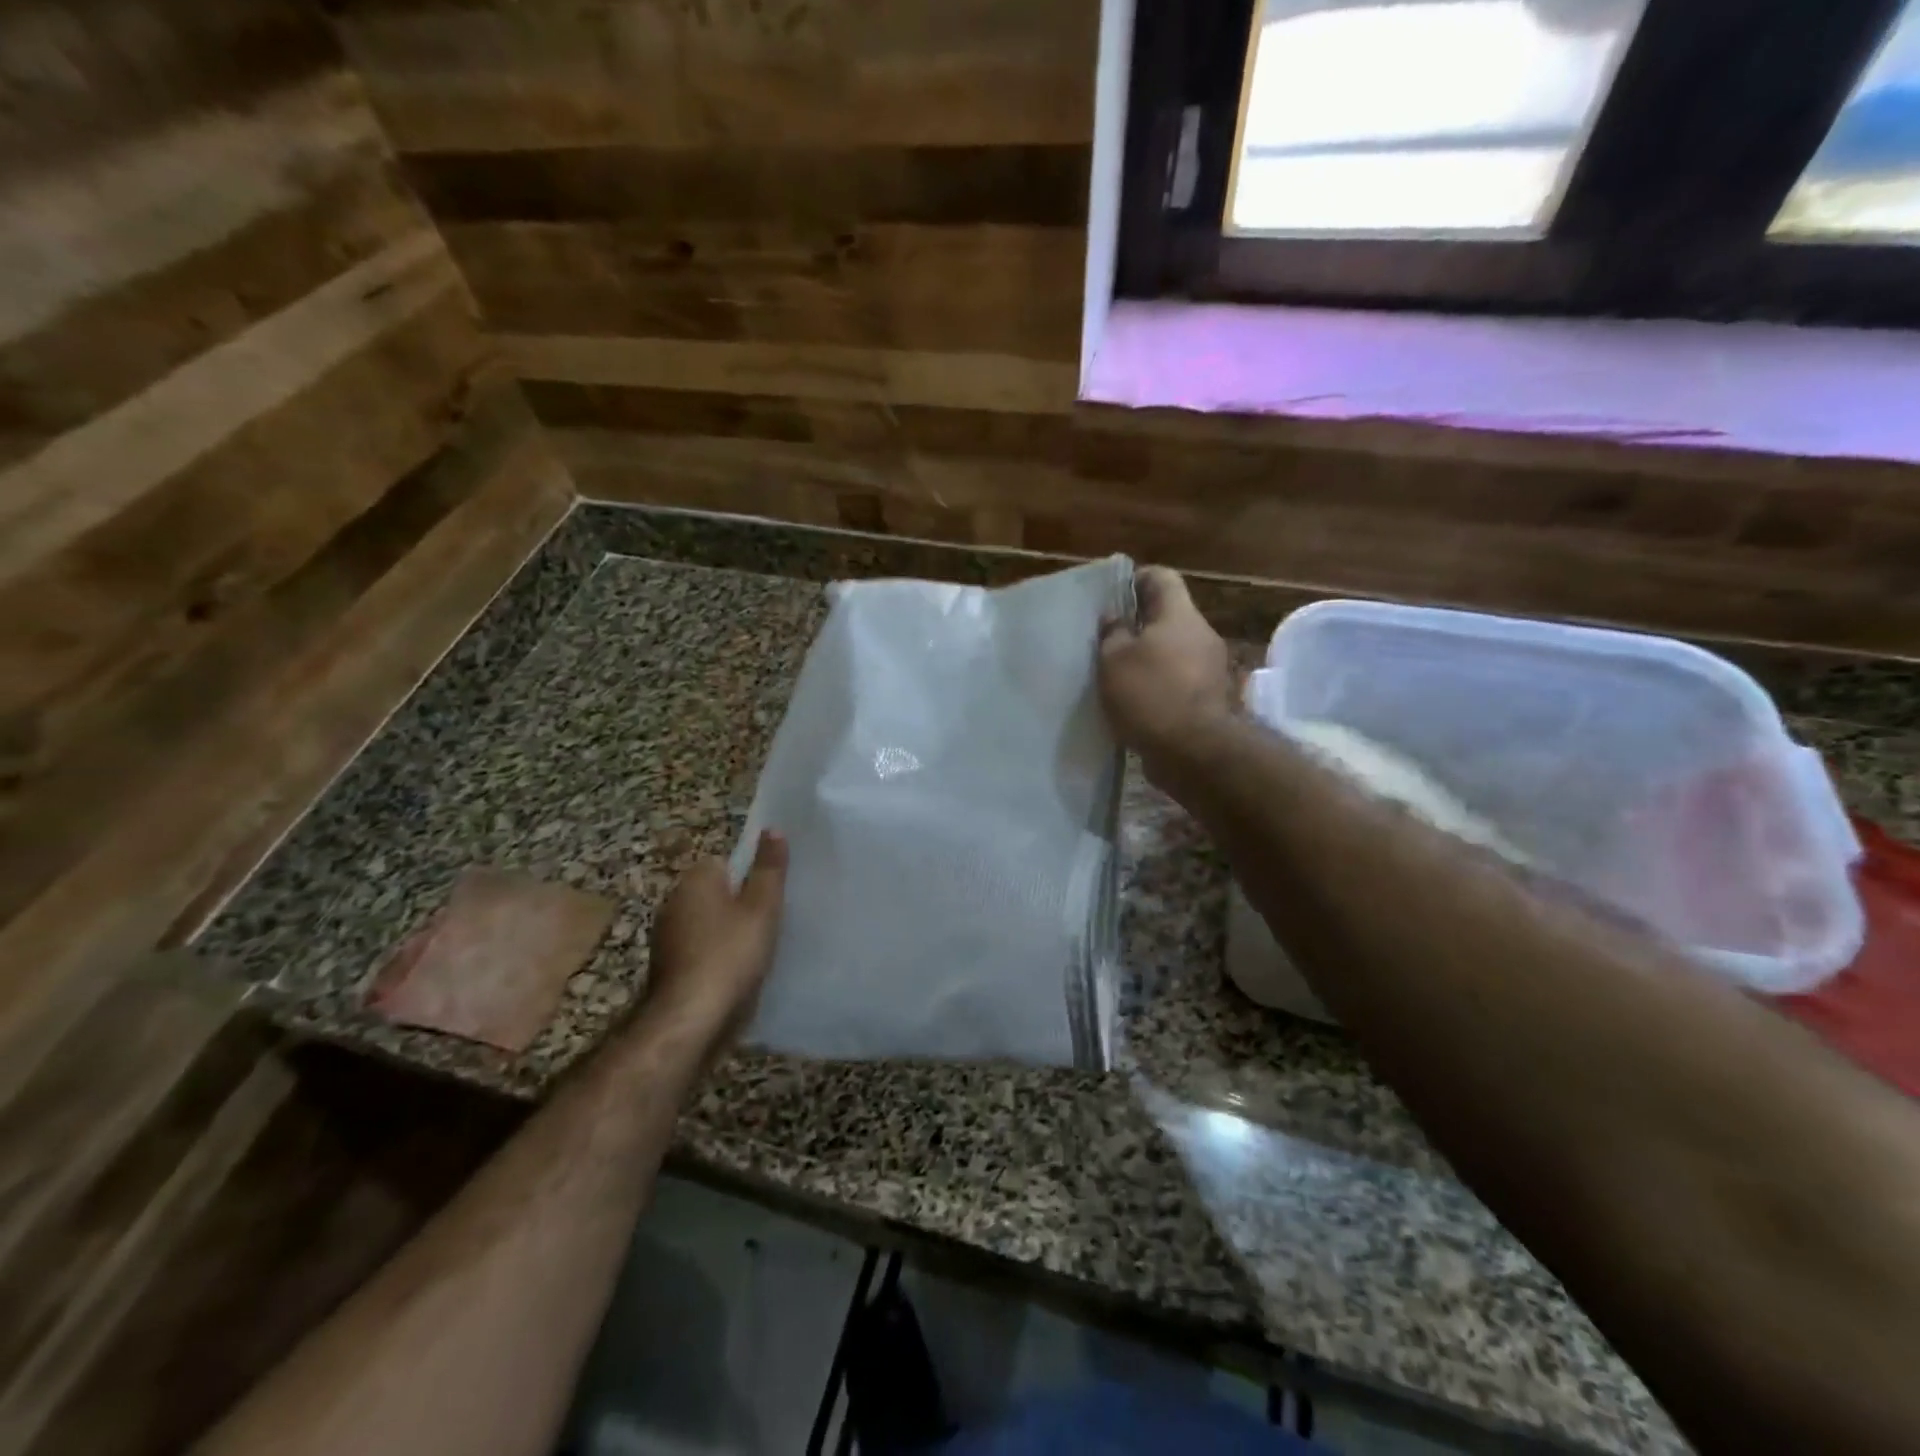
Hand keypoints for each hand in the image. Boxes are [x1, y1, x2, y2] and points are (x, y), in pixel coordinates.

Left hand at [645, 831, 788, 1037]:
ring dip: (726, 934)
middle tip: (770, 922)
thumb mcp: (762, 907)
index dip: (749, 877)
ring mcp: (666, 938)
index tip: (769, 896)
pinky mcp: (667, 969)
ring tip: (757, 950)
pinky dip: (715, 958)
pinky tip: (735, 974)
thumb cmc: (731, 954)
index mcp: (695, 880)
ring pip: (707, 924)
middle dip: (738, 906)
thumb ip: (769, 869)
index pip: (724, 862)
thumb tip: (772, 829)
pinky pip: (699, 951)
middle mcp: (673, 902)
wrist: (690, 1020)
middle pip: (715, 893)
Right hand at [1099, 567, 1235, 787]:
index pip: (1161, 578)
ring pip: (1176, 650)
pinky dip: (1161, 684)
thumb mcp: (1114, 660)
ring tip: (1120, 673)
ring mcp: (1212, 668)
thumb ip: (1112, 634)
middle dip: (1140, 624)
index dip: (1135, 580)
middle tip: (1109, 639)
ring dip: (1151, 657)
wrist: (1194, 752)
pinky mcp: (1212, 698)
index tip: (1112, 597)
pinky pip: (1181, 679)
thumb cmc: (1150, 694)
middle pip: (1170, 616)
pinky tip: (1138, 700)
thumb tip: (1115, 618)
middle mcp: (1202, 634)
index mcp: (1180, 615)